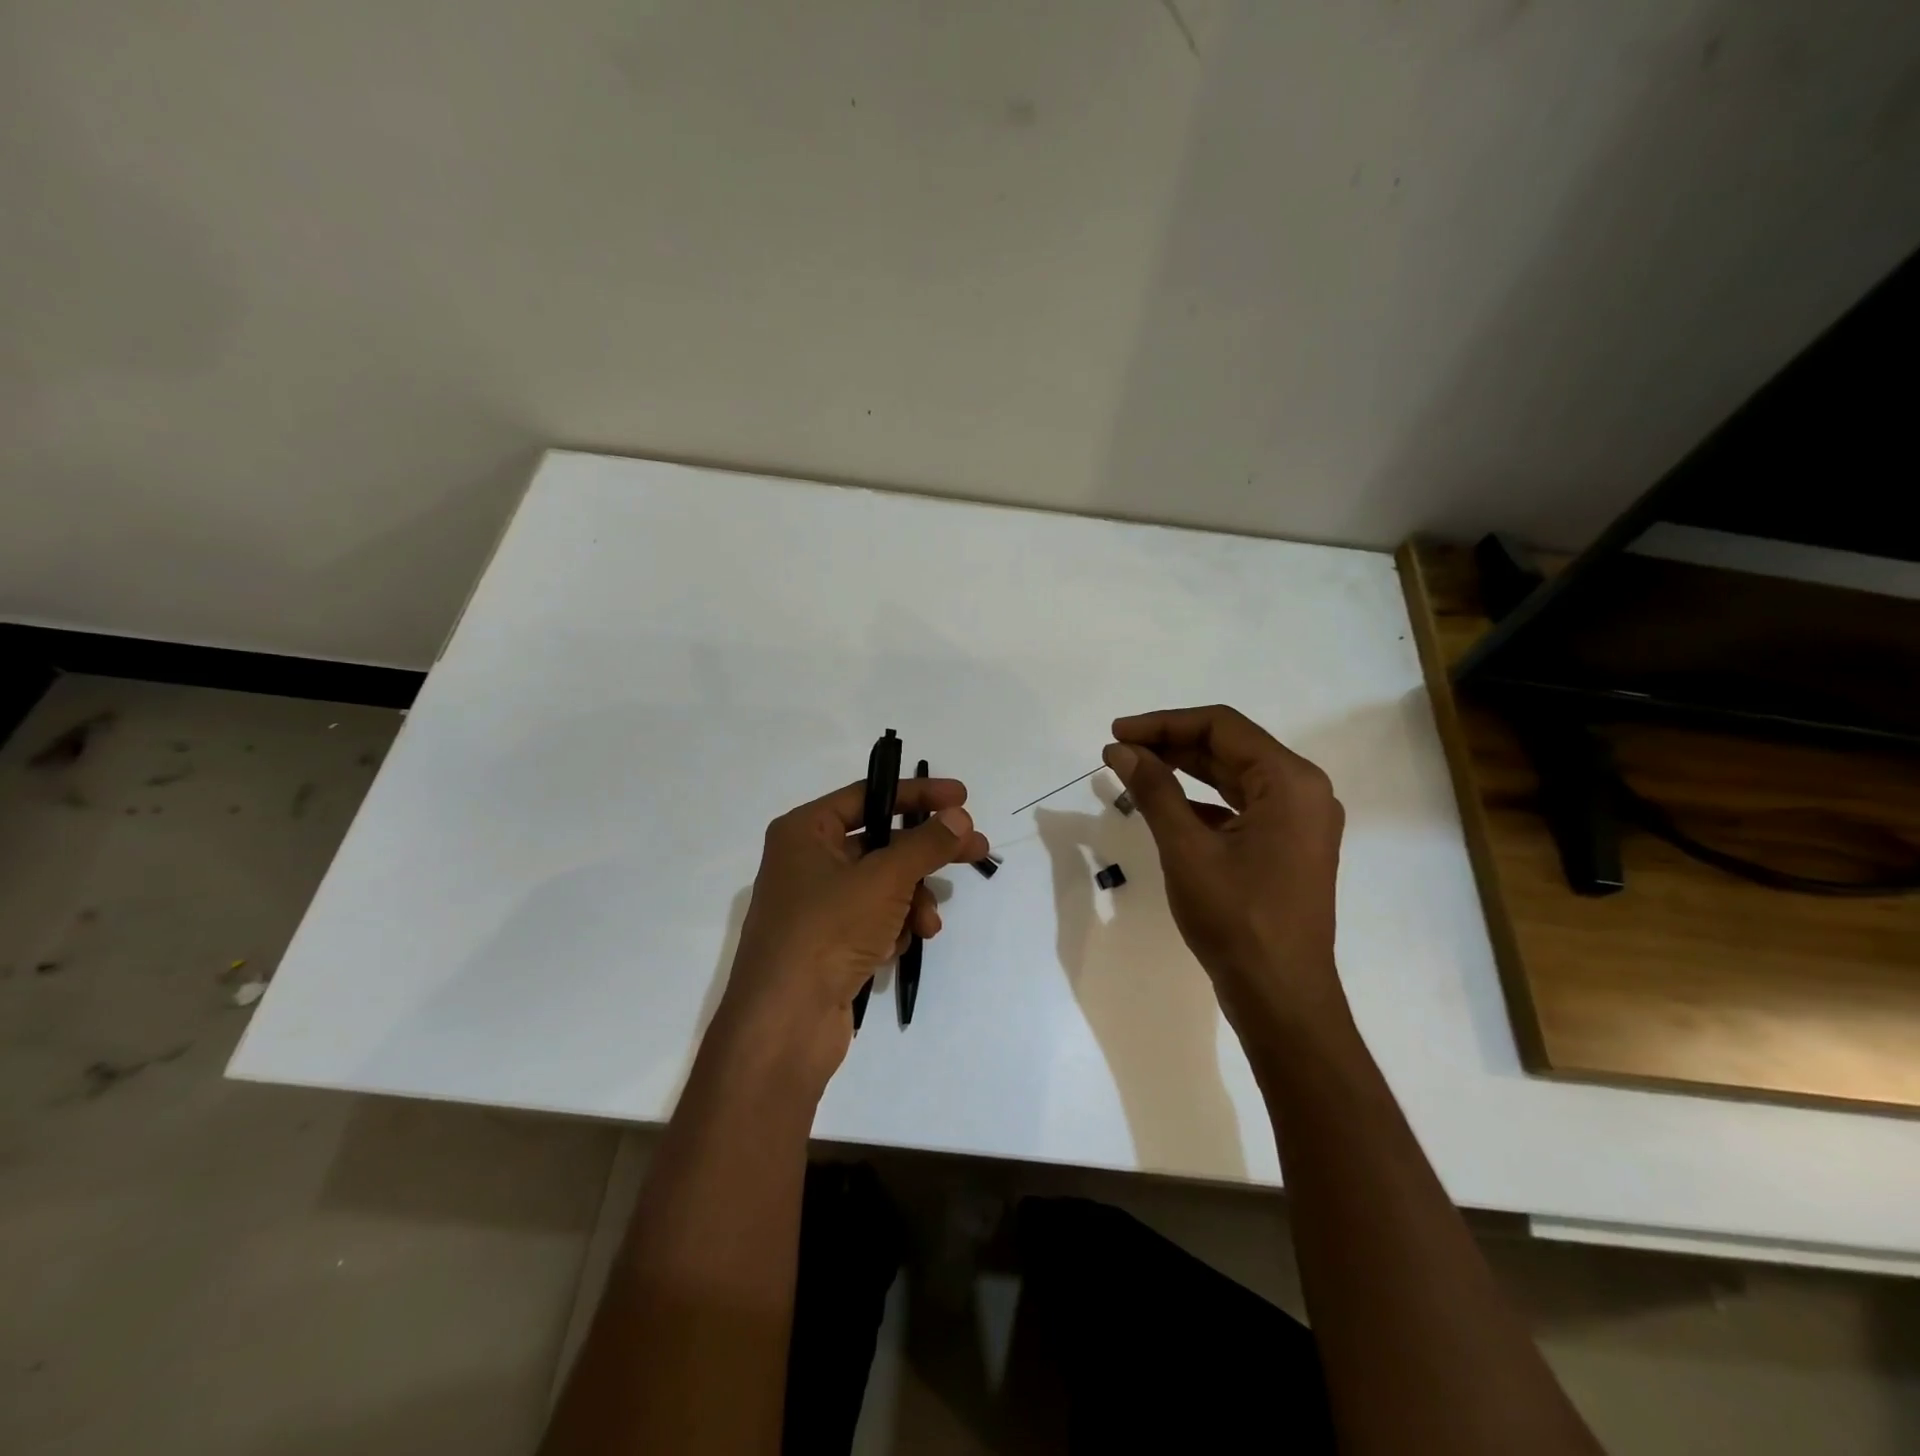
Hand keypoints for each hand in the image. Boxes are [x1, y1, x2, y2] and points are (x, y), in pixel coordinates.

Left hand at [712, 777, 990, 1095]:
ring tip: (928, 925)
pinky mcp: (827, 942)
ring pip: (882, 885)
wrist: (784, 1024)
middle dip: (927, 854)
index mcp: (805, 831)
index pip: (869, 796)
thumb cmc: (828, 931)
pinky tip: (896, 947)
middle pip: (881, 842)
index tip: (962, 797)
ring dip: (912, 900)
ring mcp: (816, 904)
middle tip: (977, 852)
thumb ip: (926, 844)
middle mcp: (806, 861)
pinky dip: (892, 927)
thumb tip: (960, 818)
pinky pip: (872, 918)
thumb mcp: (884, 879)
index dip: (918, 794)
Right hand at [1103, 706, 1346, 1039]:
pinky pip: (1241, 805)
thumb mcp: (1186, 848)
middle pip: (1230, 748)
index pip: (1221, 727)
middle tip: (1118, 750)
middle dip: (1171, 744)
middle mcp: (1304, 791)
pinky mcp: (1288, 845)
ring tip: (1134, 770)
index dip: (1164, 724)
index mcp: (1291, 781)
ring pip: (1234, 776)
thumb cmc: (1235, 918)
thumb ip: (1153, 790)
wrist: (1279, 995)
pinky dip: (1202, 800)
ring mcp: (1299, 820)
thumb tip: (1120, 749)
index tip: (1117, 733)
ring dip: (1184, 769)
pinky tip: (1165, 806)